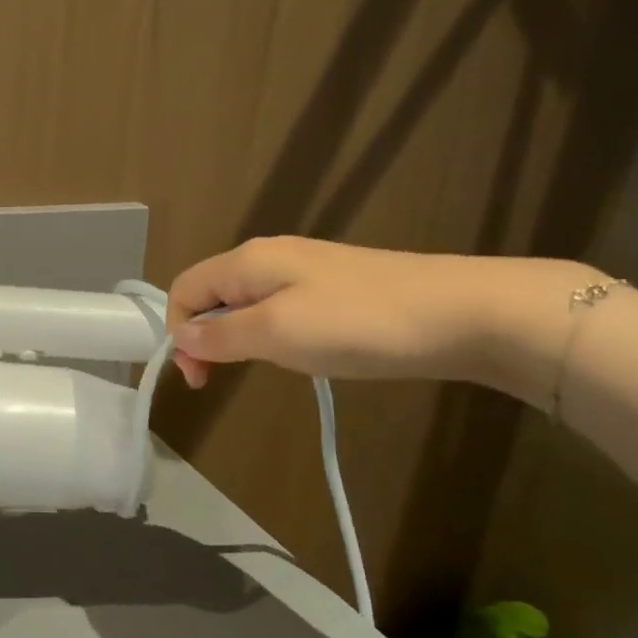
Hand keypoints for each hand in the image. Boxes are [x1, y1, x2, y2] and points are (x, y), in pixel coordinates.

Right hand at [165, 237, 603, 399]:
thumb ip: (221, 335)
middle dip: (203, 337)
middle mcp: (269, 257)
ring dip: (236, 338)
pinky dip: (269, 334)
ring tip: (262, 368)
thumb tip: (181, 335)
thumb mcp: (277, 333)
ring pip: (245, 303)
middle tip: (218, 381)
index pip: (184, 289)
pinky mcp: (332, 288)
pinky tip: (297, 354)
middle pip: (211, 294)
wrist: (459, 313)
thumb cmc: (357, 323)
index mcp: (248, 261)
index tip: (199, 379)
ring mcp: (304, 270)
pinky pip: (278, 309)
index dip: (177, 332)